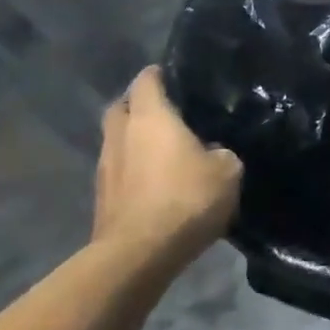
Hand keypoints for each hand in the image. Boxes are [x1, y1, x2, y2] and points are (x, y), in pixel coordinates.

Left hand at [93, 66, 240, 265]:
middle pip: (122, 108)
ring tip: (165, 152)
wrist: (138, 255)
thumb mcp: (228, 170)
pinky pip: (120, 172)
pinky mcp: (102, 199)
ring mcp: (106, 168)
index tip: (175, 76)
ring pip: (117, 142)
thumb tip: (213, 153)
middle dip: (138, 106)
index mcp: (150, 117)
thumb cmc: (185, 199)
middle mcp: (121, 135)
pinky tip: (157, 183)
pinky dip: (134, 171)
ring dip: (135, 142)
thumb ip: (222, 153)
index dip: (159, 75)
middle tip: (167, 112)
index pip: (147, 81)